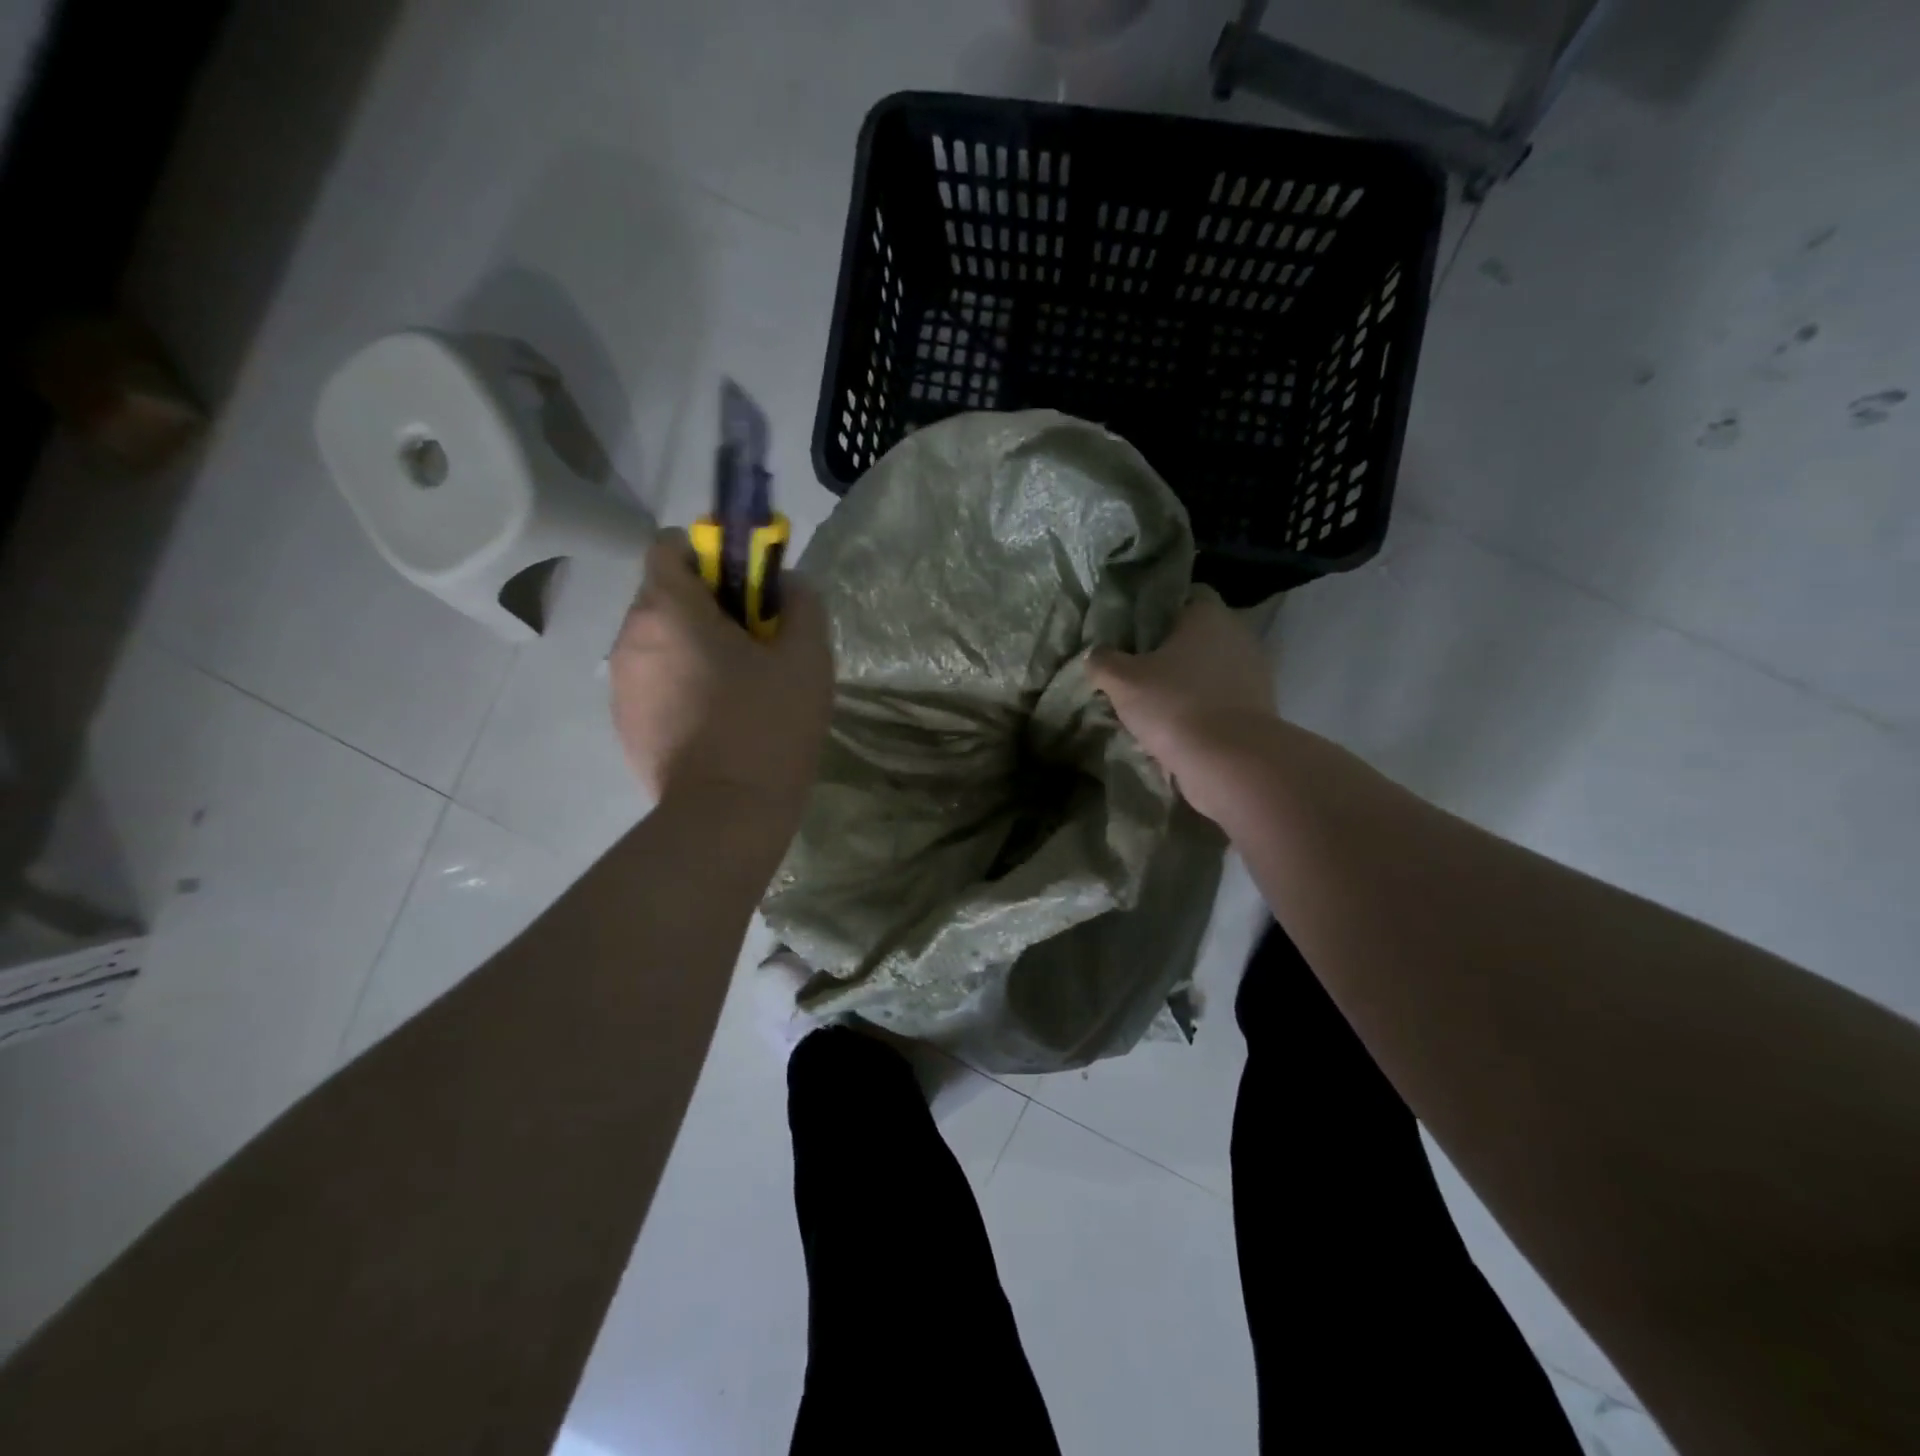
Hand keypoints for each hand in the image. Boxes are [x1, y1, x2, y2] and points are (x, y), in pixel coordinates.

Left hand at [611, 532, 832, 816]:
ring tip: (736, 687)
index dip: (709, 555)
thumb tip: (788, 582)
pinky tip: (714, 719)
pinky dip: (679, 683)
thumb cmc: (769, 726)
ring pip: (657, 640)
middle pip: (664, 595)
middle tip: (753, 643)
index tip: (745, 588)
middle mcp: (630, 636)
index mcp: (669, 610)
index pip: (669, 546)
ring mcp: (621, 683)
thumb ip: (802, 603)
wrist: (725, 815)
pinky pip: (652, 680)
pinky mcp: (623, 722)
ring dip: (692, 646)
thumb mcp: (808, 658)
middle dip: (706, 606)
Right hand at [1087, 590, 1274, 823]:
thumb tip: (1096, 654)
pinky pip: (1221, 698)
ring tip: (1154, 703)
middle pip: (1197, 635)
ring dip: (1186, 682)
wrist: (1230, 762)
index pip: (1185, 596)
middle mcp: (1237, 634)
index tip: (1134, 633)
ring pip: (1210, 669)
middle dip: (1170, 651)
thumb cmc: (1174, 705)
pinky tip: (1177, 726)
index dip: (1157, 611)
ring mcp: (1254, 672)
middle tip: (1137, 670)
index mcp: (1208, 615)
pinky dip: (1201, 708)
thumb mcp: (1122, 681)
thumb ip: (1103, 661)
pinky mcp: (1259, 707)